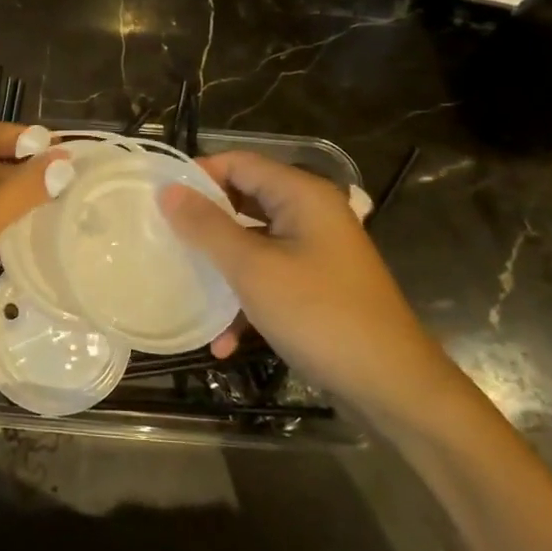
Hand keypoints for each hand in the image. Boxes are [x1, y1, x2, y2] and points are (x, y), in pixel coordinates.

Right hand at [159, 151, 456, 420]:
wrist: (393, 388)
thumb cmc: (320, 315)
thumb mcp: (253, 269)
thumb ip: (207, 227)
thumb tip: (168, 191)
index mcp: (302, 196)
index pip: (239, 162)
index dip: (198, 174)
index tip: (157, 199)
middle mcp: (310, 215)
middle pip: (244, 201)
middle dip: (203, 223)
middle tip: (161, 239)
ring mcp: (315, 252)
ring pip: (252, 243)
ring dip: (220, 268)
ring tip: (182, 286)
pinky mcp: (315, 287)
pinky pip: (269, 278)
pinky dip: (245, 301)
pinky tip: (223, 342)